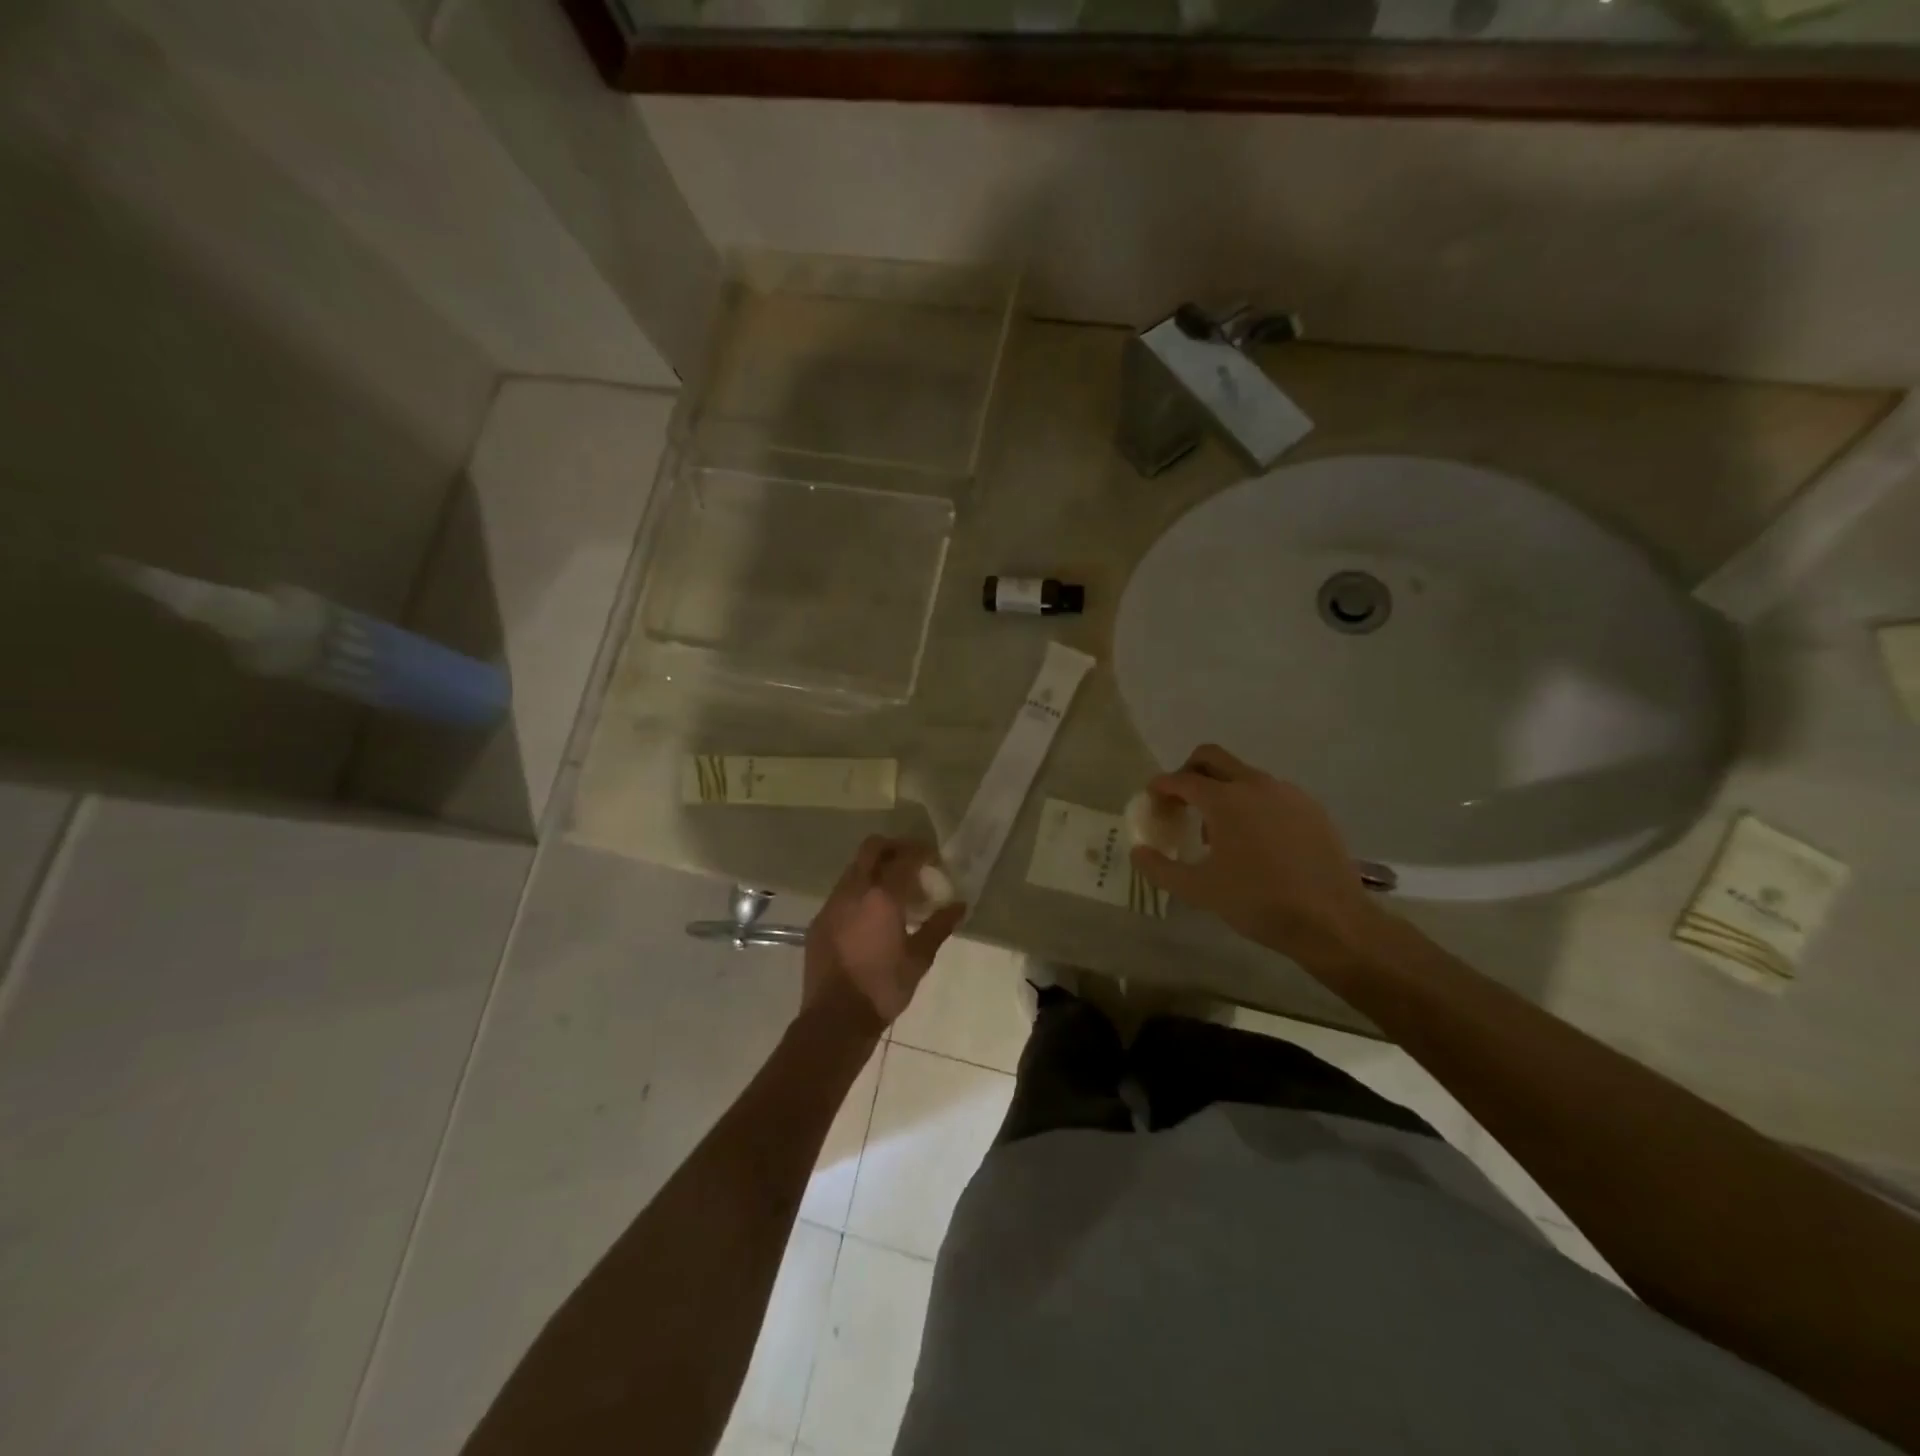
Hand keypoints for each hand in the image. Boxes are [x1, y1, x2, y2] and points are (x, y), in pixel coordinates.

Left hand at [804, 836, 965, 1034]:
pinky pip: (842, 892)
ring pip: (854, 868)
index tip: (935, 859)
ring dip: (876, 869)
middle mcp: (854, 891)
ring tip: (895, 892)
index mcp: (882, 897)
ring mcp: (832, 903)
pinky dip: (860, 891)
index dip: (923, 852)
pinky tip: (871, 916)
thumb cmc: (883, 989)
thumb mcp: (919, 959)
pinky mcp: (819, 920)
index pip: (905, 858)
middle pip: (873, 848)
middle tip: (913, 862)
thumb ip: (939, 926)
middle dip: (895, 847)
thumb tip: (960, 906)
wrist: (835, 1019)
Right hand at [1129, 744, 1385, 966]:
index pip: (1181, 779)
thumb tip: (1138, 852)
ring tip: (1217, 831)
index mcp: (1224, 800)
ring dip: (1222, 790)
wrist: (1331, 922)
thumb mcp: (1198, 890)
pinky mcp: (1311, 808)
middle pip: (1211, 757)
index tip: (1152, 801)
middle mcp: (1255, 784)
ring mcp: (1288, 793)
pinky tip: (1254, 841)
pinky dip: (1252, 804)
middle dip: (1188, 772)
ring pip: (1243, 775)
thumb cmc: (1257, 902)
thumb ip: (1160, 868)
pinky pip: (1271, 794)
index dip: (1160, 787)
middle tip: (1180, 802)